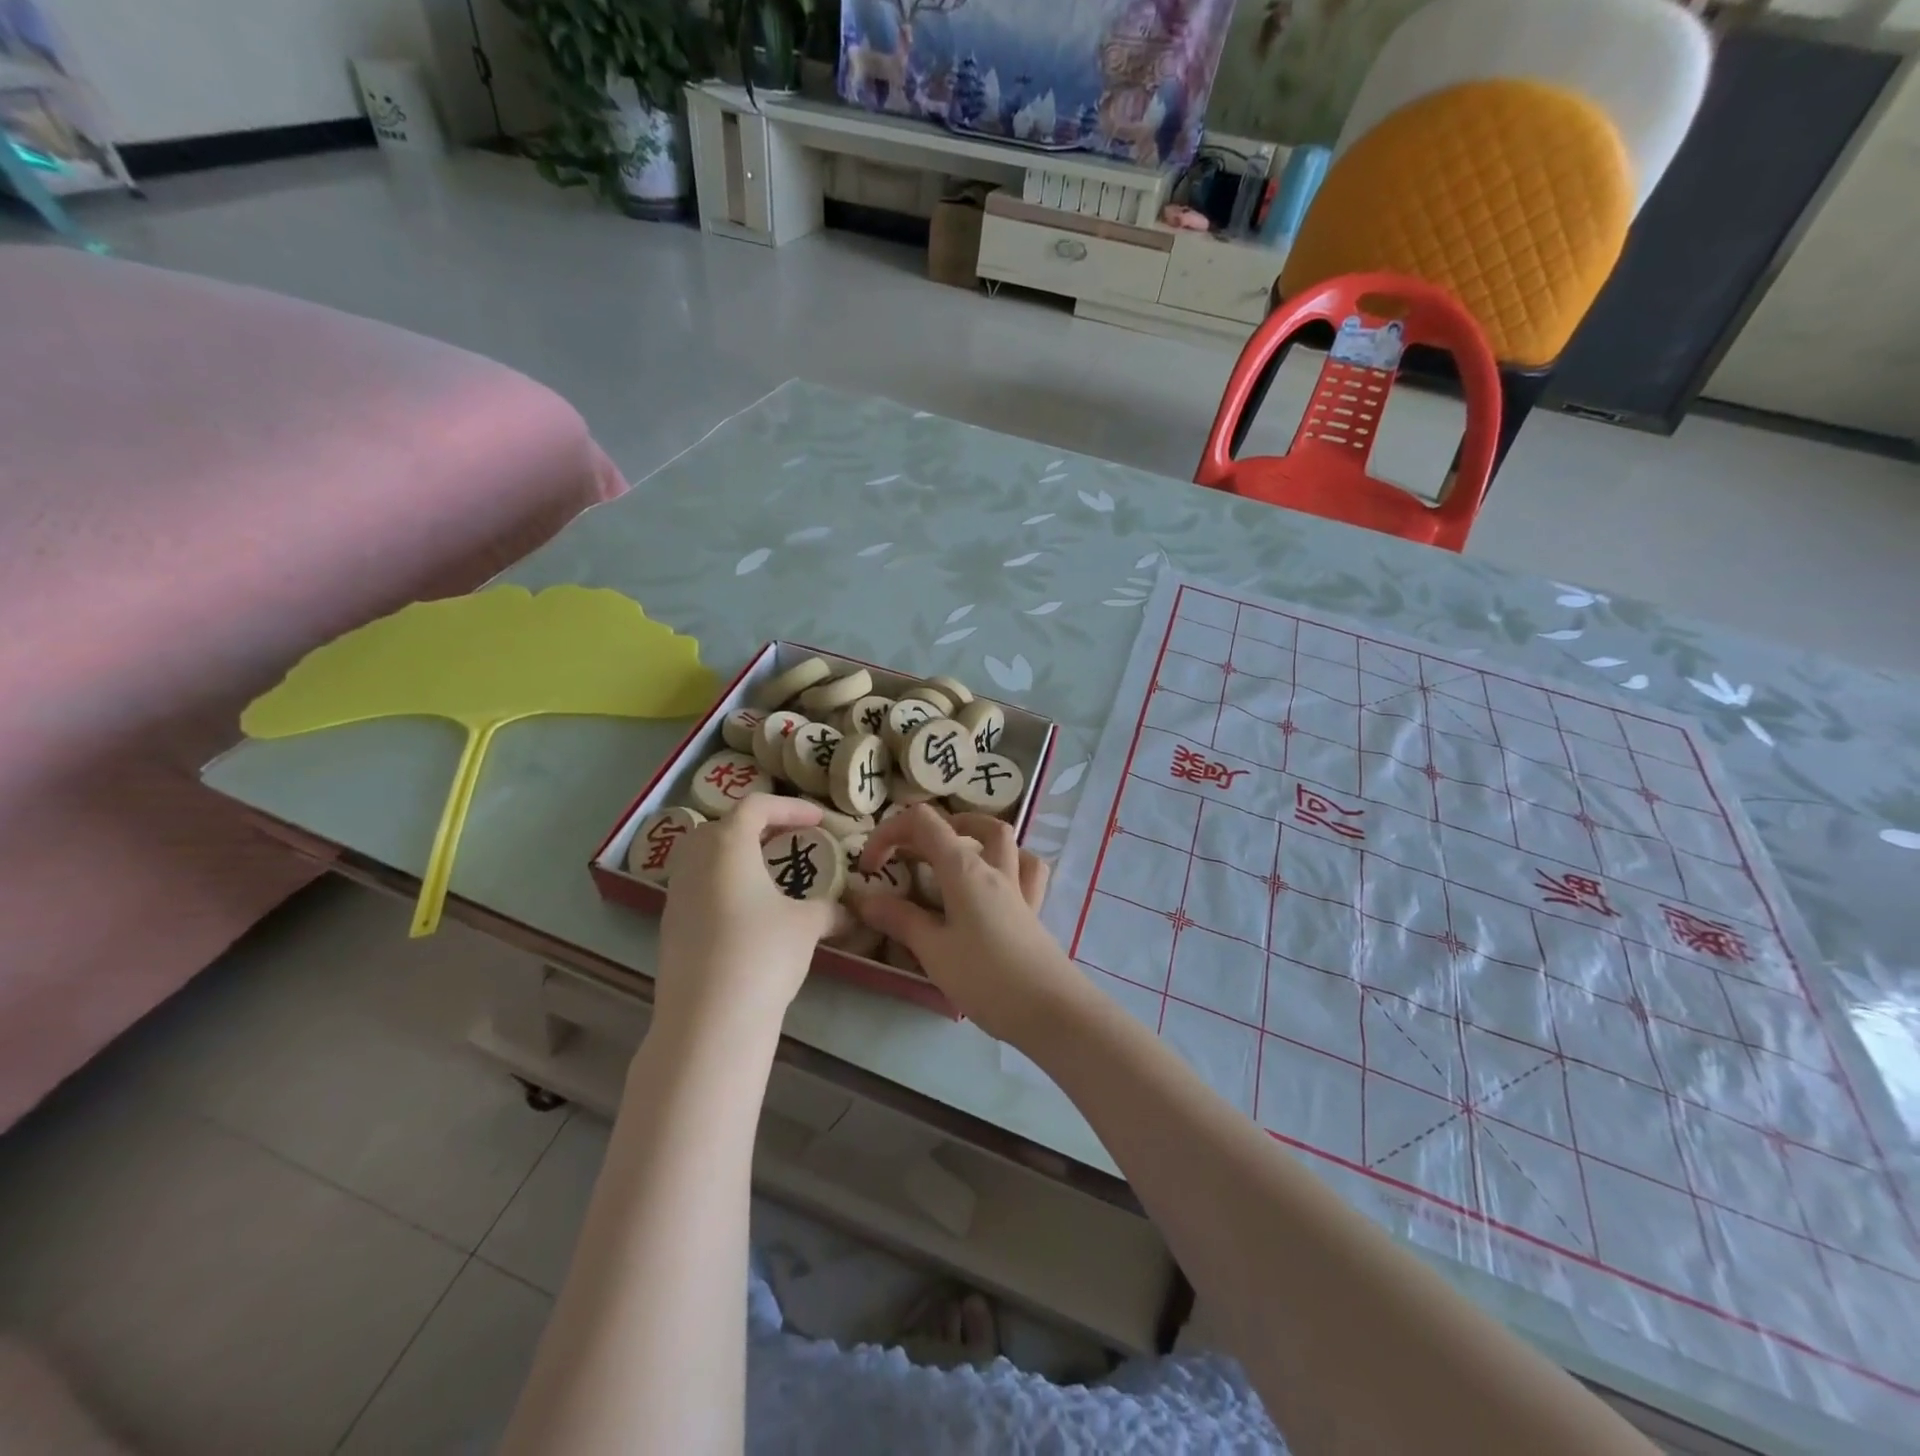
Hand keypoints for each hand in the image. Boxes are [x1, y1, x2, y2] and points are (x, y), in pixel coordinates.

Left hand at [656, 796, 838, 1036]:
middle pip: (722, 827)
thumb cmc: (762, 953)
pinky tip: (748, 915)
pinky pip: (698, 889)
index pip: (756, 806)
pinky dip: (724, 887)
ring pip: (705, 858)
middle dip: (757, 828)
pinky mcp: (669, 927)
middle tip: (787, 841)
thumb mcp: (807, 926)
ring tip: (768, 877)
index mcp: (728, 845)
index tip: (818, 820)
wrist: (709, 1019)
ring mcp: (676, 895)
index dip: (790, 807)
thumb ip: (828, 910)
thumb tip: (847, 913)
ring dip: (736, 858)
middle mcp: (695, 861)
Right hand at [850, 806, 1085, 1043]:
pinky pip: (1025, 868)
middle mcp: (994, 867)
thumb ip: (900, 919)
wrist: (1050, 1009)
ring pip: (1002, 838)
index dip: (890, 832)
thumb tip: (865, 899)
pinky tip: (995, 880)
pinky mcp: (1033, 908)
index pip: (923, 823)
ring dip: (973, 833)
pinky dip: (1008, 862)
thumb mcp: (933, 950)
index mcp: (964, 869)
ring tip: (950, 853)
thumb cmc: (986, 977)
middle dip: (927, 829)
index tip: (870, 867)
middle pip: (962, 824)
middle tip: (904, 857)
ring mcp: (1018, 886)